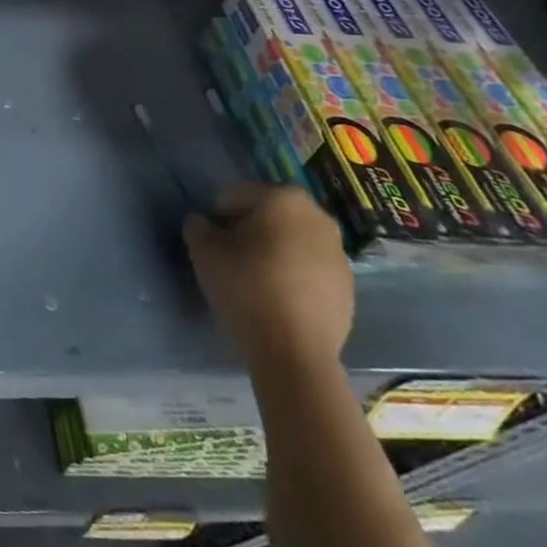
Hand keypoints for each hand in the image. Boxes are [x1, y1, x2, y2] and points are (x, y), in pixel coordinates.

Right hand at [185, 183, 352, 372]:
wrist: (294, 352)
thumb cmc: (245, 287)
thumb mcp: (203, 251)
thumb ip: (198, 226)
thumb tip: (204, 223)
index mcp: (282, 198)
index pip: (237, 194)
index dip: (218, 214)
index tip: (212, 240)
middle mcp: (317, 217)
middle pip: (270, 214)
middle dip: (250, 228)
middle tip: (231, 254)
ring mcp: (339, 253)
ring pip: (293, 240)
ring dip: (275, 250)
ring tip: (256, 278)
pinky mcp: (349, 287)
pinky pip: (311, 268)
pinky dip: (295, 274)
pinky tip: (279, 298)